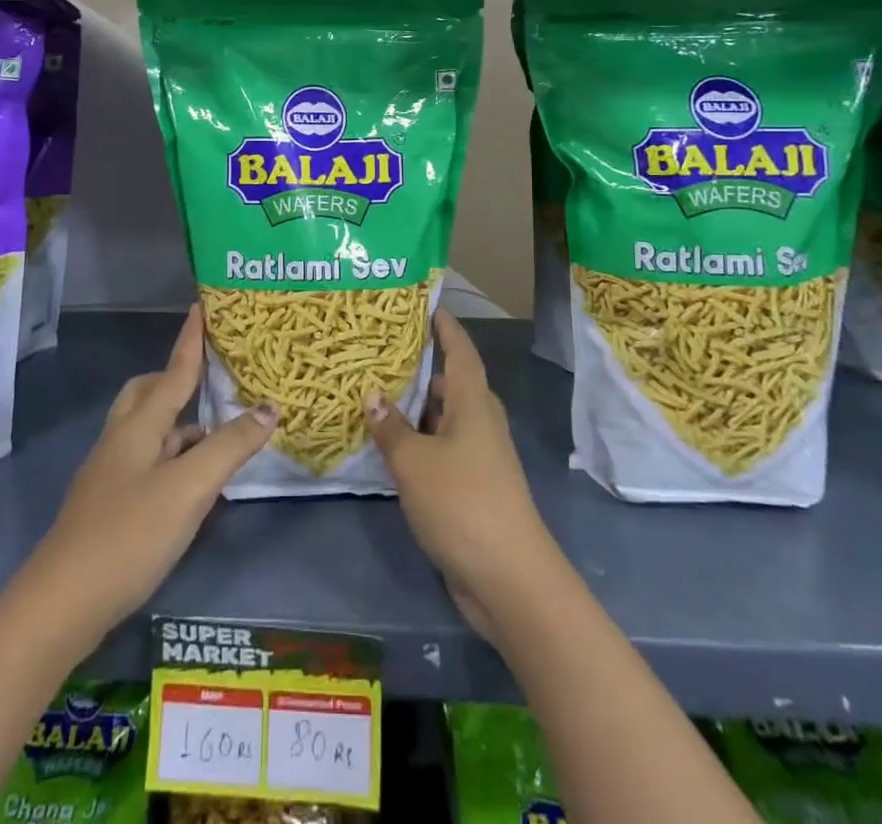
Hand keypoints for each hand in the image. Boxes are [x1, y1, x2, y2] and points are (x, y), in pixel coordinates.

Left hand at [26, 307, 276, 641]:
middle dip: (177, 379)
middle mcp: (122, 439)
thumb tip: (268, 407)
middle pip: (148, 393)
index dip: (190, 340)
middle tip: (211, 379)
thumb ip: (230, 446)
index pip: (174, 371)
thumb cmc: (128, 535)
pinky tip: (193, 483)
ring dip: (180, 423)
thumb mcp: (189, 489)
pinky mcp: (109, 505)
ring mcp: (111, 473)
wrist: (60, 606)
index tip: (201, 306)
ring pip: (148, 430)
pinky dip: (172, 456)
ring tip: (219, 433)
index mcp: (139, 425)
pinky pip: (146, 460)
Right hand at [365, 311, 562, 640]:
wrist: (509, 578)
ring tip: (376, 395)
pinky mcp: (474, 486)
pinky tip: (391, 447)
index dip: (445, 326)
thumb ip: (391, 427)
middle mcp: (480, 421)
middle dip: (421, 367)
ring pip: (445, 418)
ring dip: (416, 408)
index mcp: (473, 403)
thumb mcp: (414, 462)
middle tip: (382, 352)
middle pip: (451, 383)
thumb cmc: (462, 503)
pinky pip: (443, 447)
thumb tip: (372, 395)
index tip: (426, 303)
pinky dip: (420, 441)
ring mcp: (480, 456)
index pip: (460, 350)